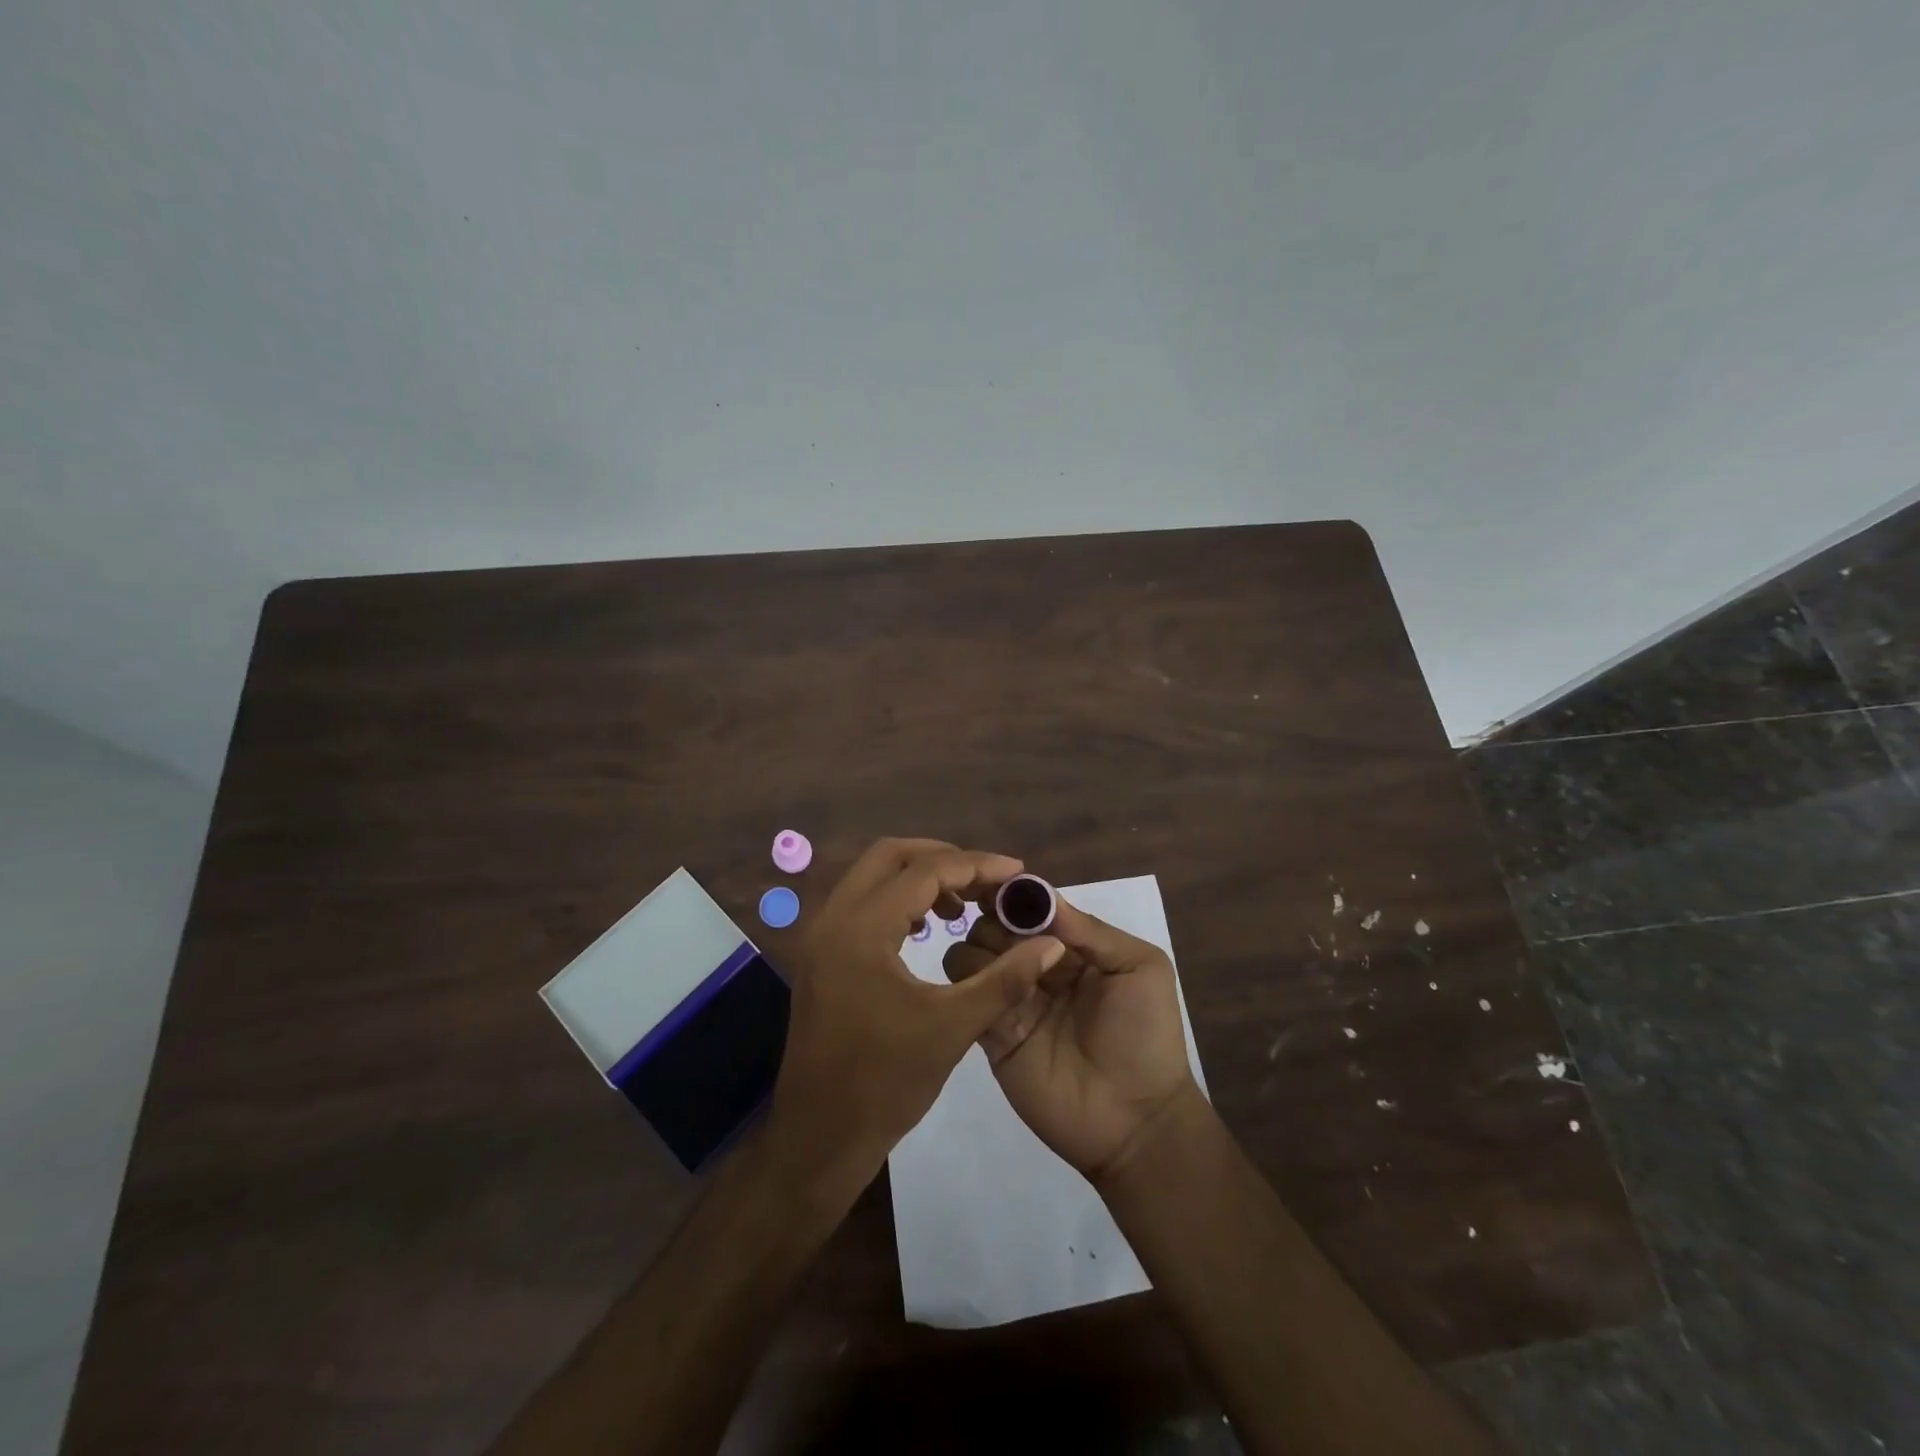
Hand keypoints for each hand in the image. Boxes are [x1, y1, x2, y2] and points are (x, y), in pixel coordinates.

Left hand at [769, 839, 1066, 1180]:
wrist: (819, 1136)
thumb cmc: (886, 1083)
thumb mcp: (954, 1027)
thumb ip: (1006, 978)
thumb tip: (1051, 942)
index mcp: (862, 929)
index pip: (925, 871)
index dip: (976, 865)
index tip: (1016, 871)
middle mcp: (833, 918)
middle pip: (890, 855)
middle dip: (942, 858)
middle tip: (986, 881)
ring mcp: (820, 935)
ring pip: (871, 876)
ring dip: (917, 877)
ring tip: (962, 905)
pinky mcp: (820, 955)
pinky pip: (860, 903)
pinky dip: (896, 900)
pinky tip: (924, 929)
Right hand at [944, 895, 1200, 1181]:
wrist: (1135, 1121)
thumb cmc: (1145, 1035)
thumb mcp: (1140, 968)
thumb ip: (1090, 930)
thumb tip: (1038, 894)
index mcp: (1072, 947)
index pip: (1031, 908)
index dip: (1013, 896)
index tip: (995, 889)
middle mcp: (1037, 966)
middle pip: (994, 926)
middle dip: (993, 922)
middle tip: (1008, 941)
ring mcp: (1012, 1000)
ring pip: (970, 955)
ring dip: (979, 952)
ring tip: (1005, 972)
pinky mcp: (992, 1034)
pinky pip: (966, 998)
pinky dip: (968, 985)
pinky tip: (988, 991)